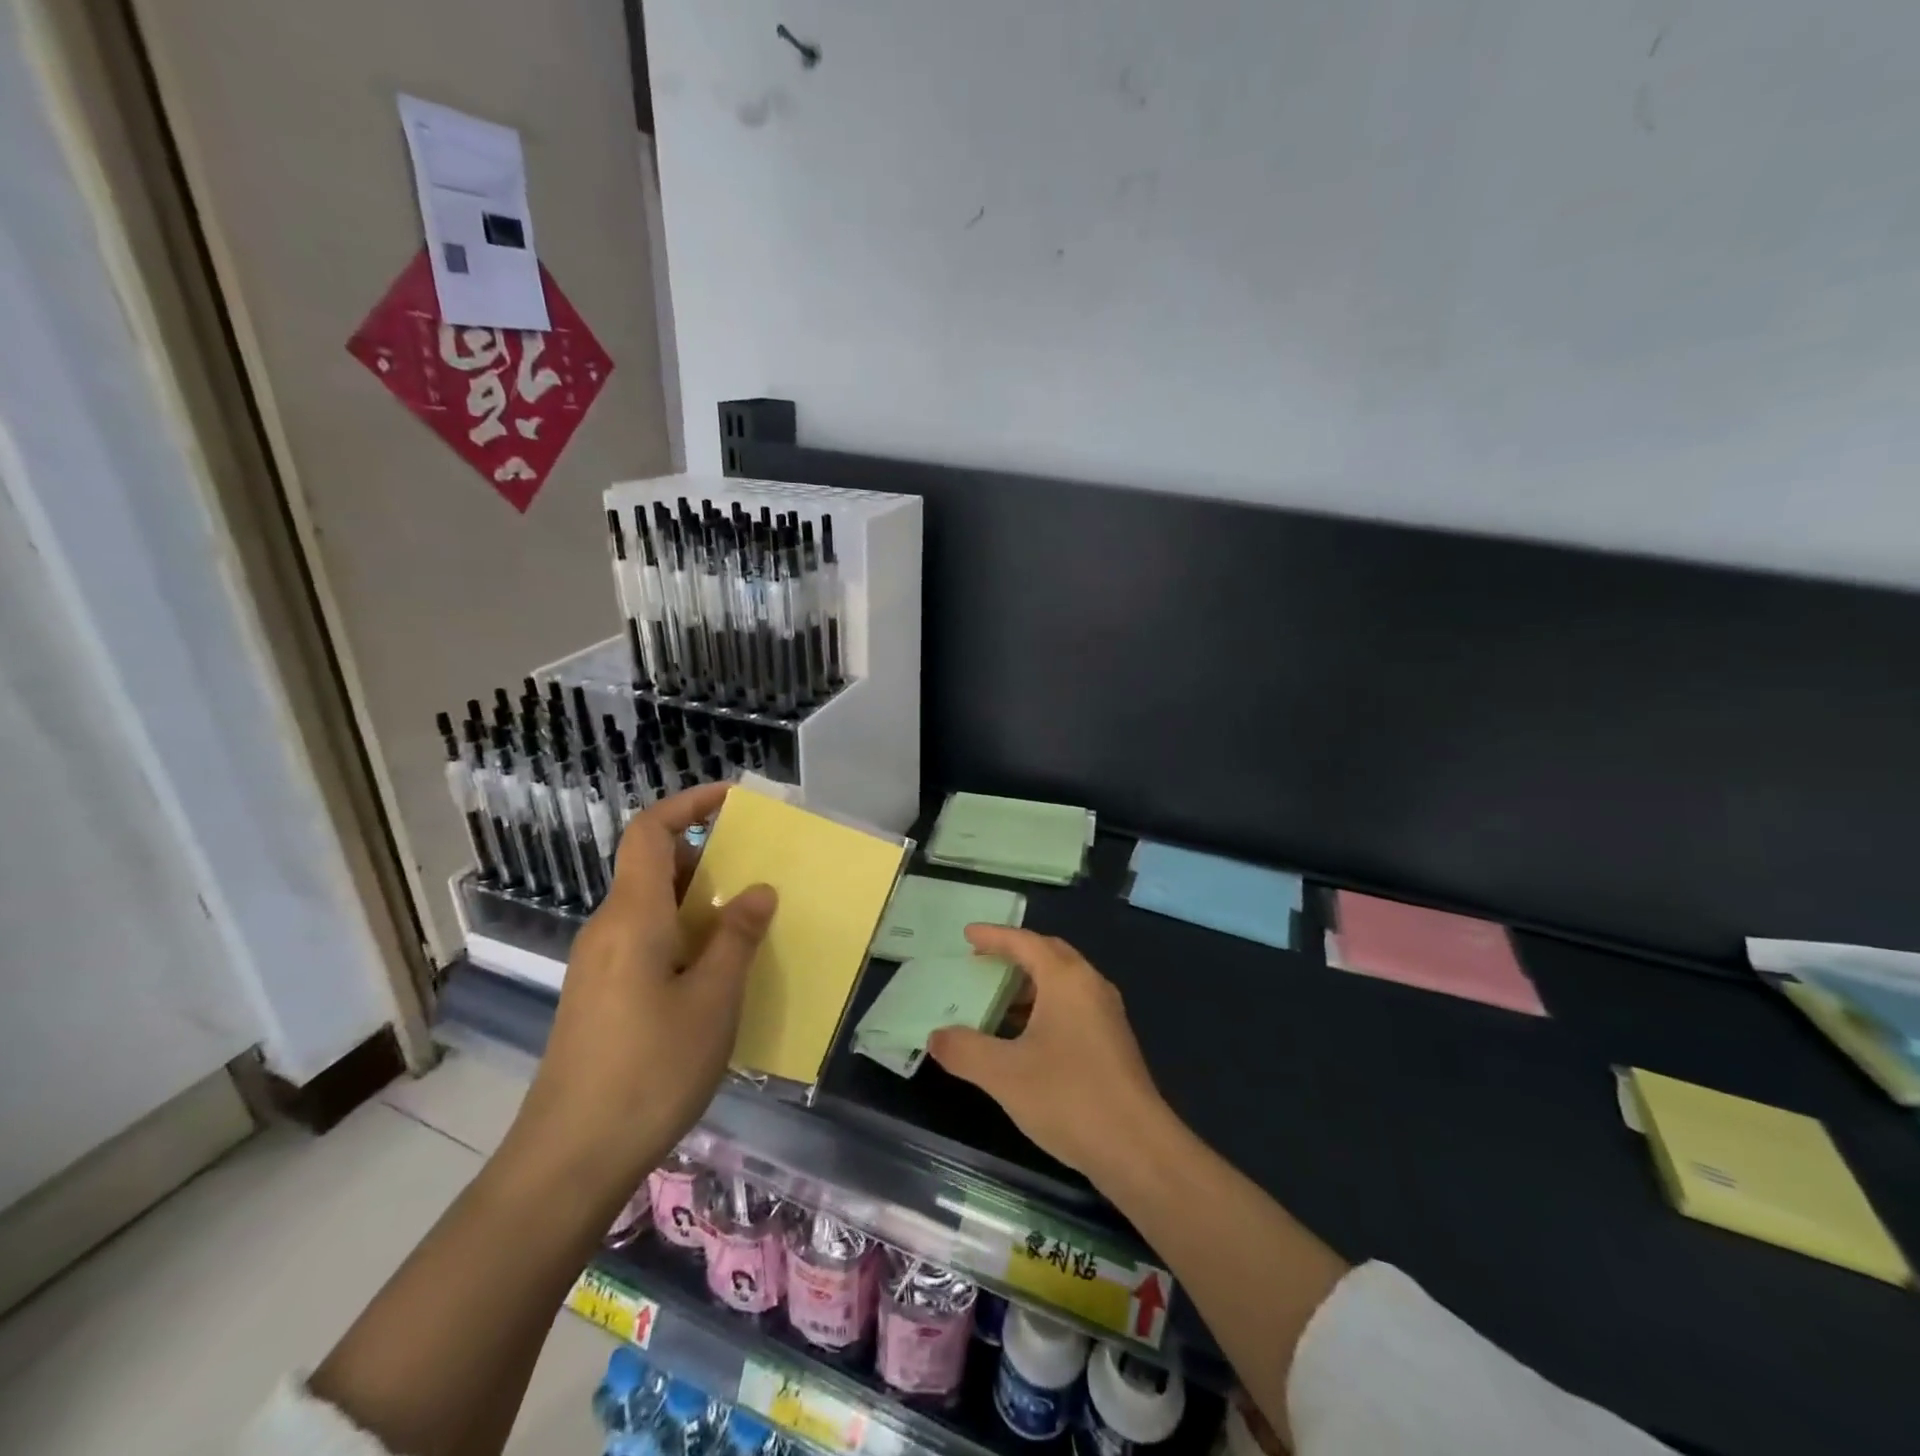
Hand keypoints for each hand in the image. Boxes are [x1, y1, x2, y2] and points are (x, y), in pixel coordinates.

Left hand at [506, 784, 776, 1193]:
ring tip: (749, 923)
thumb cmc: (649, 1069)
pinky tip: (717, 974)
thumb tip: (757, 890)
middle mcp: (609, 928)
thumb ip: (736, 938)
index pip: (650, 832)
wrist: (569, 1160)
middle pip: (653, 867)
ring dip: (699, 902)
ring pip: (652, 908)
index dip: (689, 804)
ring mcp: (599, 965)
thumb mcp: (712, 1000)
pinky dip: (684, 936)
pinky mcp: (600, 997)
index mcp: (633, 916)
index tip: (734, 800)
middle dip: (706, 857)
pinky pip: (646, 942)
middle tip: (758, 871)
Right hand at [928, 927, 1167, 1177]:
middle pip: (1049, 955)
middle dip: (1015, 954)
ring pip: (1063, 984)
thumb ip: (964, 1050)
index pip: (1025, 942)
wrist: (1137, 1148)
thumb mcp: (1004, 1074)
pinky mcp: (1112, 1043)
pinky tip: (1025, 1039)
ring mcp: (1106, 1015)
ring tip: (996, 1001)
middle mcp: (1090, 986)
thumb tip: (936, 1036)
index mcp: (1066, 980)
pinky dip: (1044, 1008)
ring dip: (1029, 985)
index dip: (994, 936)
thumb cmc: (1068, 1097)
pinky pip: (1072, 1007)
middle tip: (982, 960)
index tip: (967, 934)